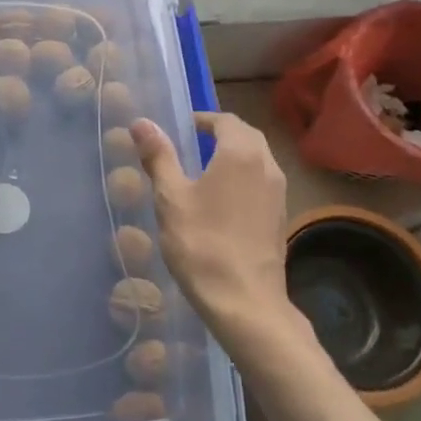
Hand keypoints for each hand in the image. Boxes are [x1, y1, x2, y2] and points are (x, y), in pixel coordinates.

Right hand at [132, 113, 298, 345]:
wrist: (244, 301)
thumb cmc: (202, 243)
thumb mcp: (170, 198)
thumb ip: (158, 156)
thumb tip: (141, 122)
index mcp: (241, 153)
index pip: (226, 120)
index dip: (203, 119)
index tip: (181, 128)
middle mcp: (267, 166)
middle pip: (246, 136)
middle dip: (220, 134)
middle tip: (191, 144)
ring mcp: (279, 194)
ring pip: (258, 160)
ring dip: (234, 156)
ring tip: (204, 171)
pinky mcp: (280, 218)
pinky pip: (262, 184)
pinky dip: (243, 179)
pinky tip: (221, 202)